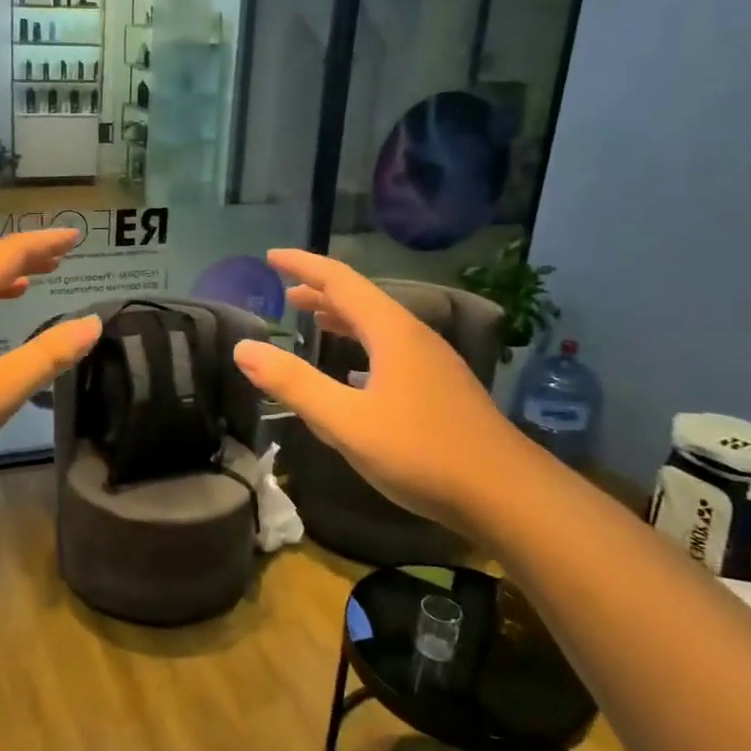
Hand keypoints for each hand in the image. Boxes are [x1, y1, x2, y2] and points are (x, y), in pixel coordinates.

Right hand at [231, 249, 530, 534]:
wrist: (507, 494)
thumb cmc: (421, 453)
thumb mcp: (345, 421)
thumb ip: (294, 384)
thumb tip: (244, 348)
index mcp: (392, 332)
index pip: (340, 281)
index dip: (303, 265)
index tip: (271, 256)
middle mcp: (414, 337)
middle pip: (361, 300)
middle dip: (320, 292)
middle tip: (285, 293)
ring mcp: (433, 363)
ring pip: (379, 326)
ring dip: (342, 319)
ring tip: (313, 322)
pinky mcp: (441, 389)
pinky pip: (391, 350)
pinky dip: (362, 346)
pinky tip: (354, 373)